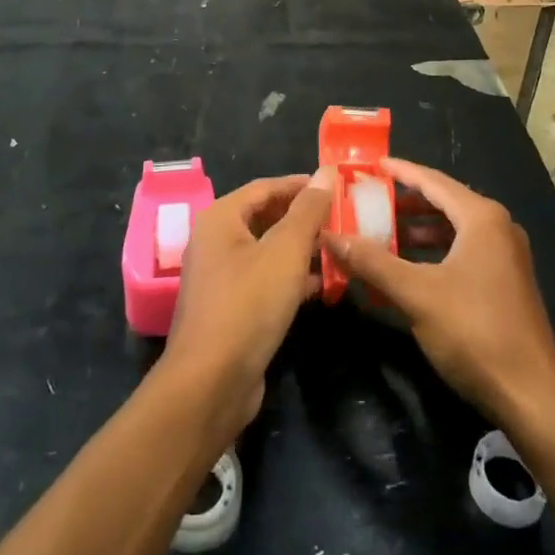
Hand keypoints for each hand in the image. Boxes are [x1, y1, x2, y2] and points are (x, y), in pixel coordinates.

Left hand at [160, 172, 329, 442]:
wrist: (211, 383)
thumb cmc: (248, 304)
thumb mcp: (285, 251)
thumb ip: (308, 210)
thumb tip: (326, 172)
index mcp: (220, 218)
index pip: (265, 187)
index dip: (301, 185)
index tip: (337, 186)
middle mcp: (215, 241)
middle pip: (265, 217)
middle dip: (304, 217)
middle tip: (343, 218)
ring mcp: (221, 277)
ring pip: (267, 250)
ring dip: (302, 249)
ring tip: (340, 248)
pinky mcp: (231, 308)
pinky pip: (265, 279)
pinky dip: (292, 277)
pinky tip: (323, 285)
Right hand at [321, 157, 554, 429]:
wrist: (531, 395)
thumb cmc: (474, 332)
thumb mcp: (416, 294)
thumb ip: (372, 261)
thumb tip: (330, 236)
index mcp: (482, 218)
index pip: (432, 181)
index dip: (399, 171)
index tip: (368, 165)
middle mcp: (497, 228)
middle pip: (443, 202)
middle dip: (403, 201)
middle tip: (366, 199)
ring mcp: (504, 256)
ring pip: (452, 229)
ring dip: (415, 230)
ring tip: (378, 232)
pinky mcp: (504, 282)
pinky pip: (461, 252)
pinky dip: (432, 254)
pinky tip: (405, 269)